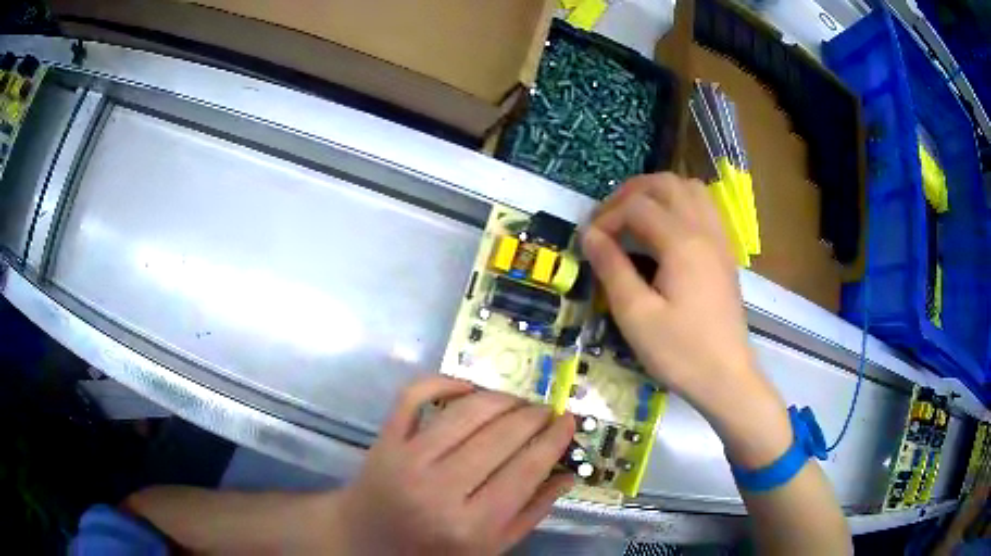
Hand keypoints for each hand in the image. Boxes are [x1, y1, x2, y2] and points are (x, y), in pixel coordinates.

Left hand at [331, 376, 574, 554]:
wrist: (365, 539)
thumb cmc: (432, 551)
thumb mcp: (489, 548)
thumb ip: (531, 514)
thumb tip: (567, 474)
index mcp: (471, 525)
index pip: (526, 471)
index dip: (553, 440)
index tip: (568, 420)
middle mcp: (439, 489)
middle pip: (500, 437)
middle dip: (533, 416)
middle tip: (546, 411)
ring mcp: (408, 459)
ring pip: (466, 411)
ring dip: (501, 398)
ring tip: (517, 402)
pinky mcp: (385, 439)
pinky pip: (415, 395)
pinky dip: (444, 381)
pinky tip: (468, 387)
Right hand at [581, 173, 789, 466]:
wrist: (726, 378)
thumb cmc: (679, 352)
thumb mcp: (636, 316)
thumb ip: (612, 268)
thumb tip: (589, 235)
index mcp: (682, 243)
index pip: (637, 207)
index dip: (607, 217)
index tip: (589, 241)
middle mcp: (704, 230)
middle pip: (666, 184)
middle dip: (631, 192)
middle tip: (608, 217)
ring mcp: (719, 240)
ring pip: (690, 189)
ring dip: (658, 192)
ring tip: (635, 215)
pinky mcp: (725, 254)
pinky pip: (705, 208)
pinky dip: (680, 204)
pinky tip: (666, 230)